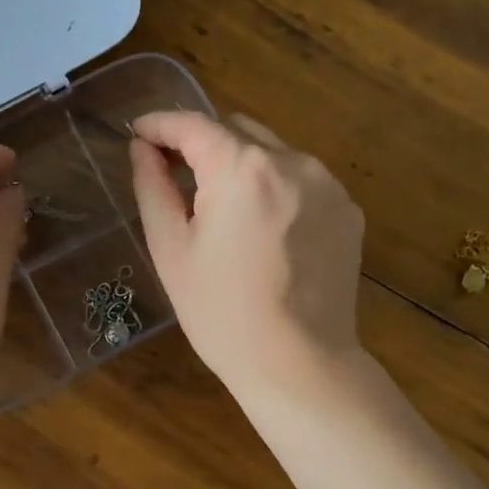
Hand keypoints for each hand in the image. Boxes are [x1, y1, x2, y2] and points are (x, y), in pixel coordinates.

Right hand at [128, 111, 364, 396]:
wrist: (300, 365)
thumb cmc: (222, 314)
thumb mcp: (172, 251)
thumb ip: (153, 187)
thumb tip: (144, 148)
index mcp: (242, 168)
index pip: (193, 124)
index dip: (160, 124)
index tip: (139, 133)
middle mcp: (292, 161)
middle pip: (237, 131)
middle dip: (204, 147)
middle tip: (179, 181)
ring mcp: (328, 185)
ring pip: (273, 154)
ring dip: (244, 168)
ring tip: (227, 215)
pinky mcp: (349, 211)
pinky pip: (303, 183)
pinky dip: (278, 191)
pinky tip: (268, 235)